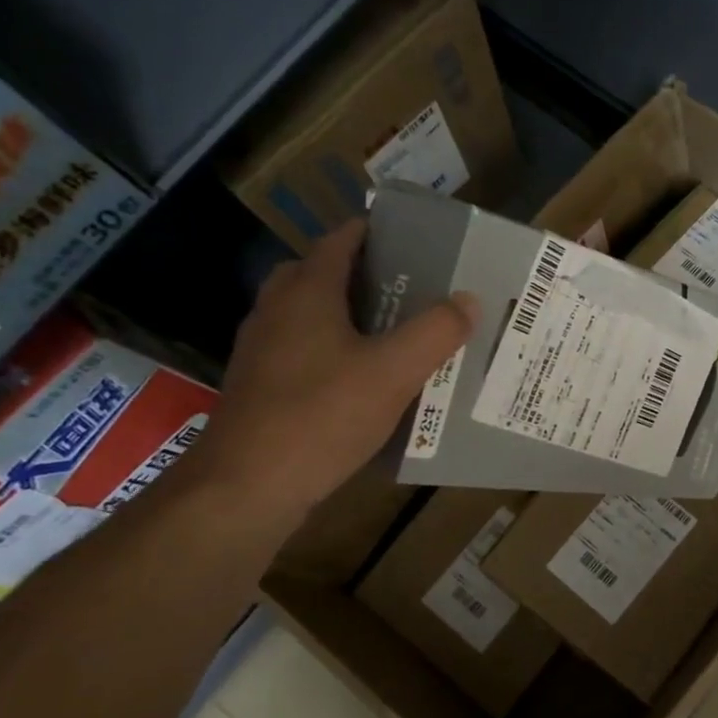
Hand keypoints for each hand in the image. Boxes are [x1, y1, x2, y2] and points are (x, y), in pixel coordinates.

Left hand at [185, 220, 474, 518]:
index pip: (339, 241)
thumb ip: (436, 332)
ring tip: (389, 333)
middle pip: (316, 274)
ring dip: (342, 314)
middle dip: (359, 274)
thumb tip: (468, 300)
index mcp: (306, 293)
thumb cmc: (322, 416)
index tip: (411, 239)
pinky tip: (358, 381)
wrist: (248, 485)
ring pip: (305, 315)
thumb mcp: (394, 372)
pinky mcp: (257, 387)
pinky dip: (328, 351)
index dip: (373, 233)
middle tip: (405, 289)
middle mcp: (276, 311)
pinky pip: (299, 351)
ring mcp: (260, 351)